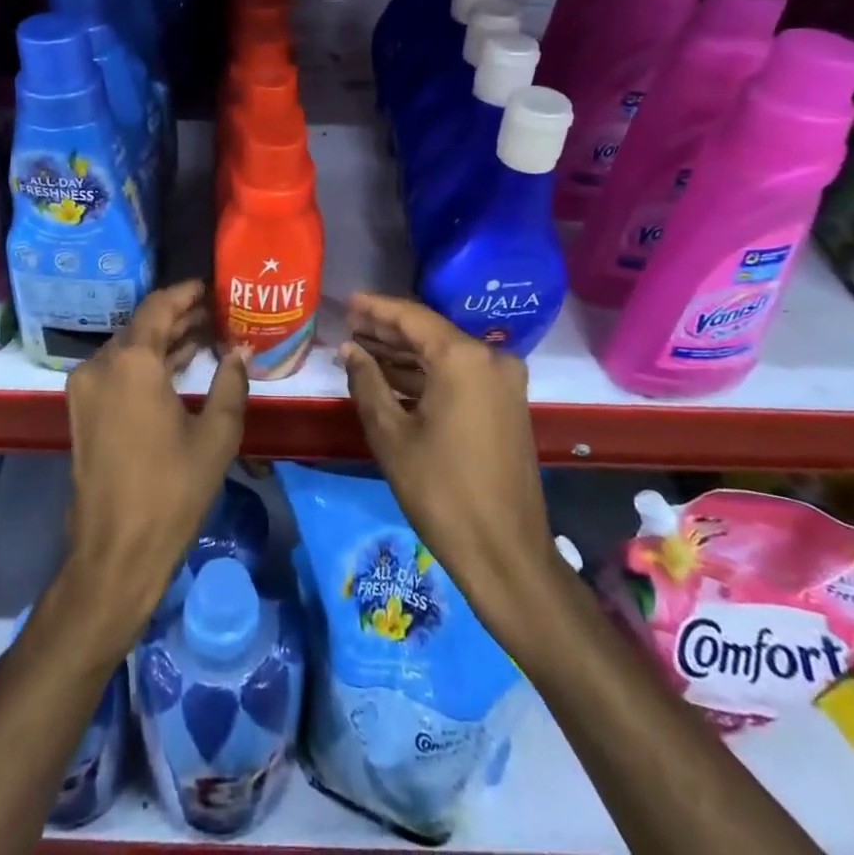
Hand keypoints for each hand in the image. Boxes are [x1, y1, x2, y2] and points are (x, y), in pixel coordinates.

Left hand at [63, 281, 249, 643]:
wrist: (115, 552)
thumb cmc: (172, 490)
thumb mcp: (217, 434)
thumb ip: (231, 382)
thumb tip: (240, 349)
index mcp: (131, 361)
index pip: (159, 306)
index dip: (186, 293)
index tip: (212, 287)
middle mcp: (101, 364)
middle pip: (142, 325)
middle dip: (179, 317)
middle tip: (217, 313)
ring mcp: (85, 388)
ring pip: (128, 348)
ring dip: (163, 341)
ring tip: (204, 337)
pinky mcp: (82, 411)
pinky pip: (117, 371)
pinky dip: (145, 364)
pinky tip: (177, 368)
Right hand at [339, 293, 563, 646]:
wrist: (505, 553)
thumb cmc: (440, 491)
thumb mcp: (391, 434)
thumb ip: (367, 381)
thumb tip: (350, 349)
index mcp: (463, 358)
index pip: (411, 317)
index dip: (375, 308)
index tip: (347, 301)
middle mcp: (490, 358)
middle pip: (430, 333)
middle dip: (387, 330)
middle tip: (349, 325)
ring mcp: (504, 382)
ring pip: (444, 355)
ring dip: (405, 353)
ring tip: (362, 348)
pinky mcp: (507, 404)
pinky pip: (460, 375)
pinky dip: (427, 374)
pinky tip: (393, 377)